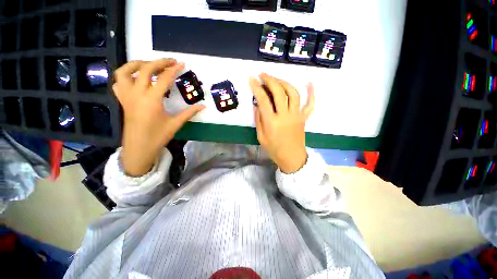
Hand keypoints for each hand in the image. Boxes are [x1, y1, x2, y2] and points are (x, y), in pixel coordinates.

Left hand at [113, 59, 204, 176]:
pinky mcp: (122, 100)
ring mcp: (127, 95)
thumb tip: (203, 106)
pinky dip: (126, 75)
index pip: (164, 79)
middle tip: (171, 61)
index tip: (182, 64)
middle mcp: (137, 94)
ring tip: (150, 64)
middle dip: (159, 62)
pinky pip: (118, 82)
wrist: (139, 147)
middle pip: (146, 69)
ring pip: (126, 71)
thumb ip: (189, 112)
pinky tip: (136, 78)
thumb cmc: (158, 136)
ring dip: (138, 64)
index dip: (174, 70)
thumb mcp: (176, 123)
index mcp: (152, 100)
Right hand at [250, 73, 314, 173]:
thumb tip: (257, 104)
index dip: (256, 88)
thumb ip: (259, 119)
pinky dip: (311, 93)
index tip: (251, 79)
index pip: (263, 100)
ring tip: (277, 79)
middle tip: (263, 75)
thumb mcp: (261, 136)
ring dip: (284, 83)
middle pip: (279, 92)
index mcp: (272, 122)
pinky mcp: (304, 118)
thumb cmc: (274, 149)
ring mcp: (297, 115)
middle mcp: (285, 115)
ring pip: (293, 93)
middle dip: (270, 80)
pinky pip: (310, 104)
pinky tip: (310, 83)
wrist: (291, 157)